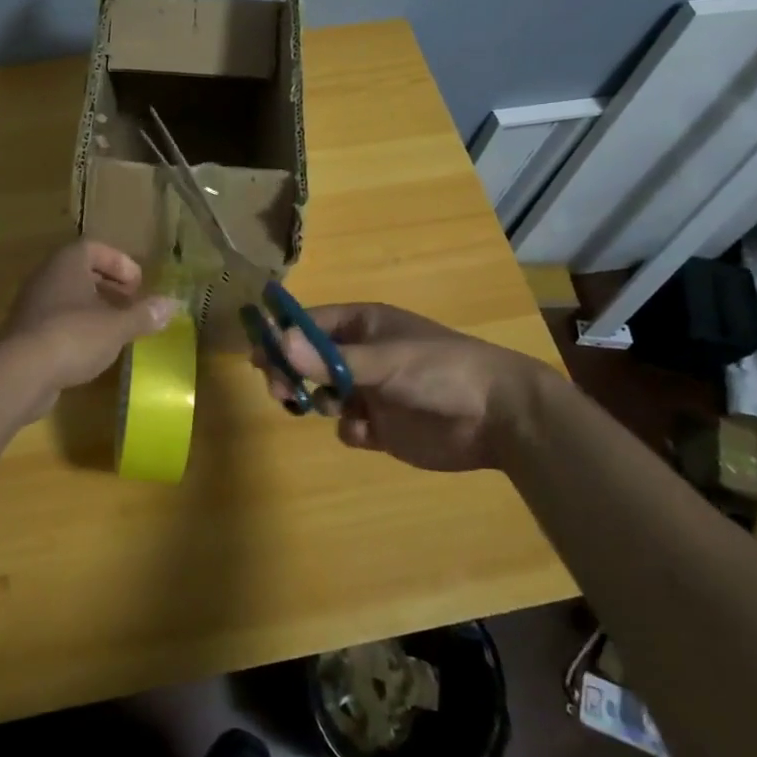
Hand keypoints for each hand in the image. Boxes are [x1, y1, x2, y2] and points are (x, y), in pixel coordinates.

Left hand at [0, 240, 178, 392]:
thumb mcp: (117, 326)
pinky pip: (57, 321)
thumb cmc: (74, 336)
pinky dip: (78, 328)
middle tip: (131, 303)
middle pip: (81, 272)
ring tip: (118, 328)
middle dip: (109, 286)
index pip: (94, 248)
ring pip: (68, 297)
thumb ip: (144, 314)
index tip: (139, 284)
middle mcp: (46, 276)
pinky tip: (93, 349)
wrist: (21, 372)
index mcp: (67, 263)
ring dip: (94, 308)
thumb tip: (172, 304)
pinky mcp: (25, 333)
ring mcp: (32, 305)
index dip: (120, 263)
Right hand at [256, 302, 553, 470]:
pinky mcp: (381, 426)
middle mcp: (361, 355)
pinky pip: (347, 426)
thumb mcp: (385, 360)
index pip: (309, 324)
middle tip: (280, 390)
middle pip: (308, 360)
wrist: (499, 417)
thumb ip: (331, 357)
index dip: (282, 336)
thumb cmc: (441, 370)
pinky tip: (368, 432)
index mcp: (362, 325)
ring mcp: (370, 390)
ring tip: (328, 408)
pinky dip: (350, 429)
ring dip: (317, 400)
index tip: (257, 354)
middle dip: (292, 373)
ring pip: (322, 393)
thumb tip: (277, 341)